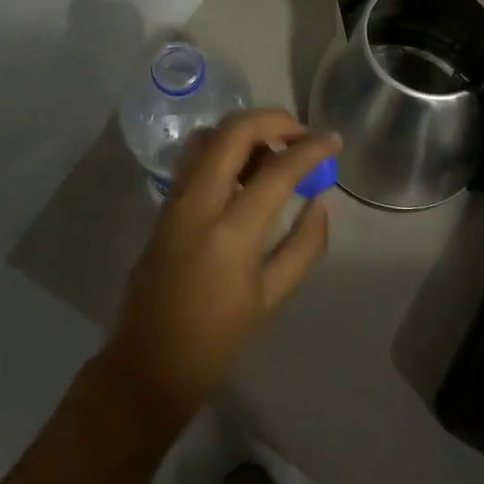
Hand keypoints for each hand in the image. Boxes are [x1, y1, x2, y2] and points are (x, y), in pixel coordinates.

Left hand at [98, 110, 339, 426]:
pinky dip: (224, 148)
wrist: (149, 363)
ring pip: (208, 136)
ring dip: (244, 130)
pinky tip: (245, 171)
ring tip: (274, 151)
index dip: (311, 148)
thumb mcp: (272, 297)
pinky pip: (195, 158)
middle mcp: (198, 203)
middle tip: (302, 134)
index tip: (334, 139)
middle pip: (233, 131)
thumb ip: (304, 244)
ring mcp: (175, 200)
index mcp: (231, 232)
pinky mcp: (163, 205)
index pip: (277, 170)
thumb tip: (321, 199)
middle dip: (273, 120)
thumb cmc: (218, 339)